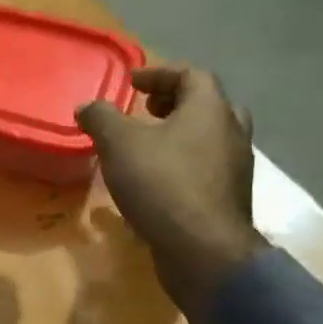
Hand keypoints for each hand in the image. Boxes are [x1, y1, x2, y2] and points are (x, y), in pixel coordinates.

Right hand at [75, 63, 267, 320]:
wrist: (203, 249)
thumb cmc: (161, 183)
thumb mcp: (118, 143)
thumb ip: (101, 118)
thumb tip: (87, 106)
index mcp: (210, 110)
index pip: (192, 75)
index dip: (160, 73)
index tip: (132, 82)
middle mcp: (231, 133)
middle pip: (208, 105)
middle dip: (176, 103)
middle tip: (147, 111)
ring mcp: (235, 169)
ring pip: (210, 139)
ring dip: (180, 135)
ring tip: (147, 146)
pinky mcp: (228, 199)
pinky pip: (206, 168)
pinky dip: (183, 163)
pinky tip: (156, 181)